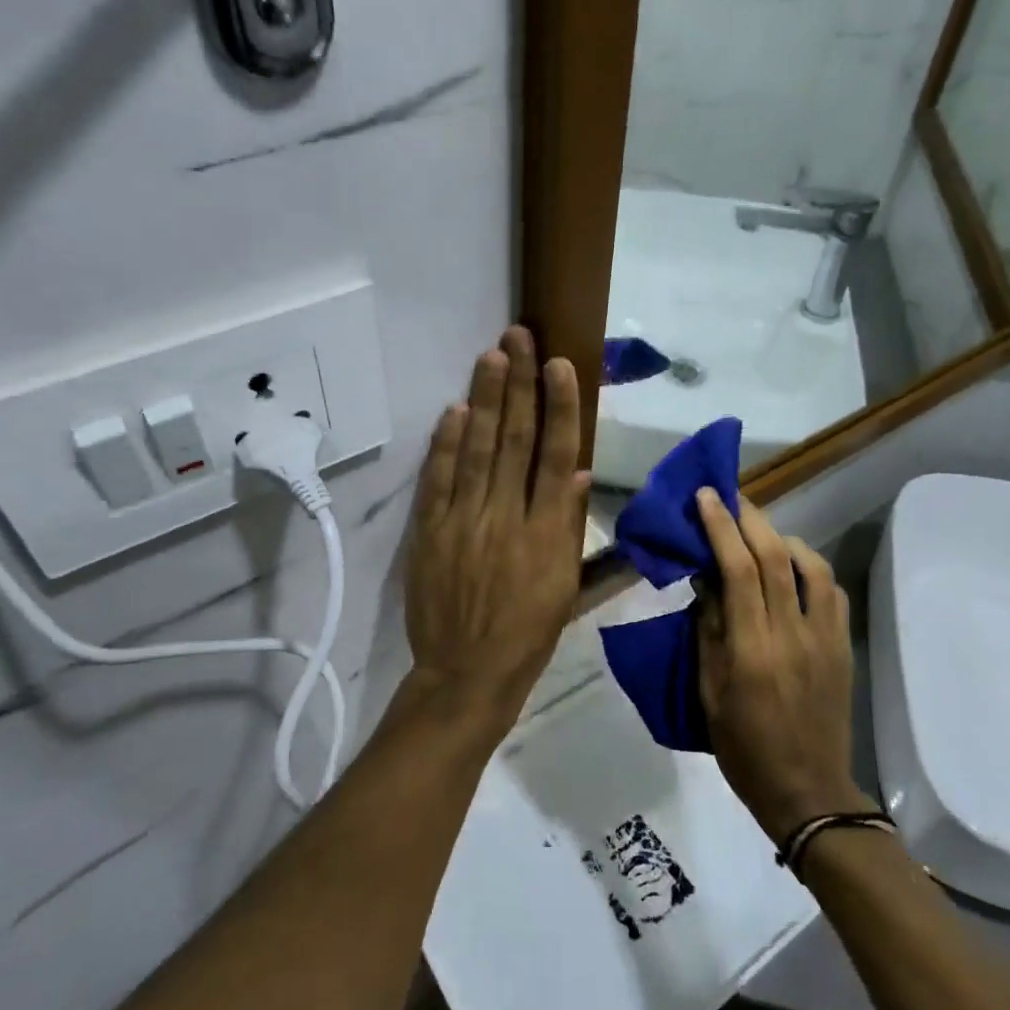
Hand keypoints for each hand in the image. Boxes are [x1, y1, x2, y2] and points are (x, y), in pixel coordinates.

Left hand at [402, 327, 590, 735]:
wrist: (467, 672)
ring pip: (478, 449)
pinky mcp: (431, 531)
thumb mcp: (566, 587)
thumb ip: (571, 527)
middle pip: (515, 439)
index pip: (557, 456)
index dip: (560, 407)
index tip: (560, 366)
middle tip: (520, 337)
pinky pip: (439, 479)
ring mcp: (464, 521)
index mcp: (548, 532)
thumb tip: (578, 474)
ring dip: (485, 400)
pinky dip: (447, 443)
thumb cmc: (528, 633)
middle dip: (519, 384)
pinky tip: (455, 410)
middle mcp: (507, 517)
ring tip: (492, 356)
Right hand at [694, 491, 871, 841]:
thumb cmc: (744, 746)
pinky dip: (811, 567)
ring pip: (812, 566)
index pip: (737, 570)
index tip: (706, 496)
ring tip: (760, 529)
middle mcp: (793, 634)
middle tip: (730, 495)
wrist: (807, 790)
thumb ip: (709, 630)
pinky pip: (832, 592)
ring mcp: (826, 638)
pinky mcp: (844, 646)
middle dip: (750, 518)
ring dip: (783, 537)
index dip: (721, 527)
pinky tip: (794, 567)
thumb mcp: (709, 691)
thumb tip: (706, 580)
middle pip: (776, 557)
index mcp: (753, 648)